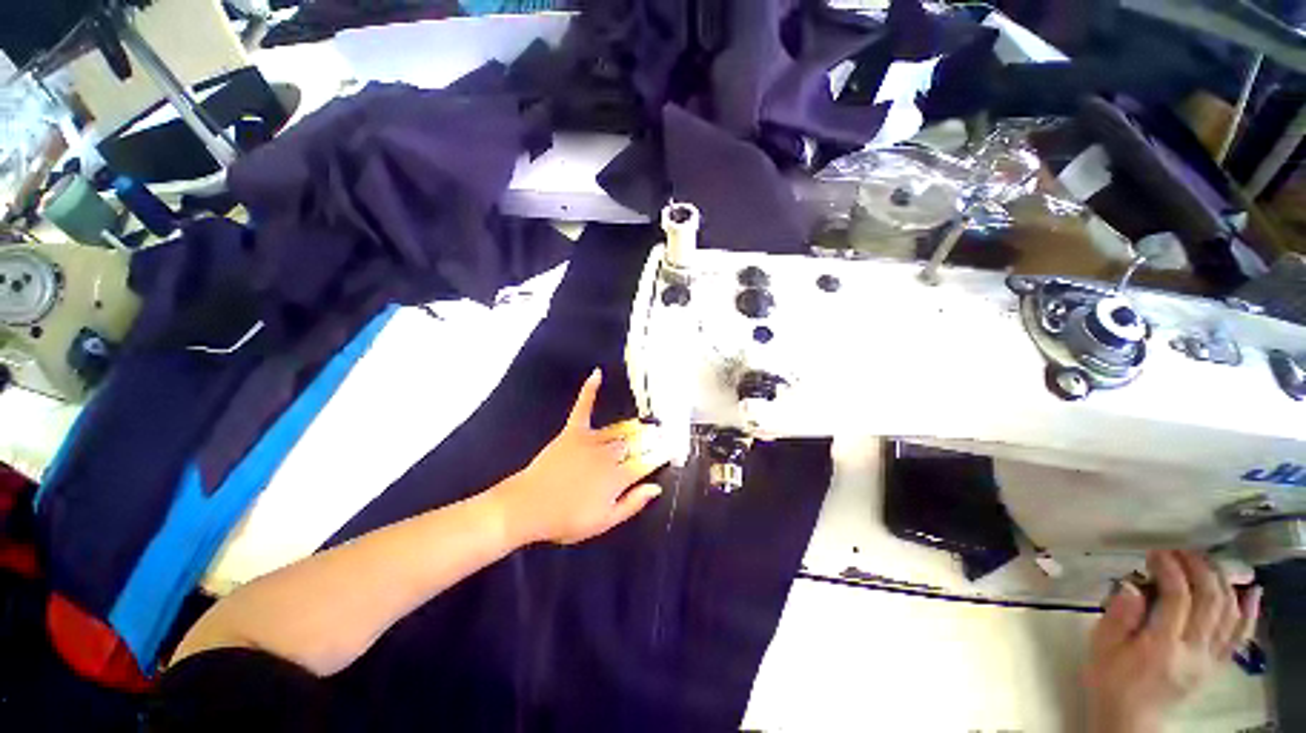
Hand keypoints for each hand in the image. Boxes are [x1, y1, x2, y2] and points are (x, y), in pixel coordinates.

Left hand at [493, 369, 669, 545]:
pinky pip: (583, 408)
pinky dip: (590, 391)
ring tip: (648, 423)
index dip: (660, 456)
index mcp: (616, 478)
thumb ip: (632, 504)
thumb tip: (656, 487)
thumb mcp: (604, 522)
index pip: (645, 464)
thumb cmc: (566, 520)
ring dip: (634, 427)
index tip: (671, 449)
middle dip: (650, 440)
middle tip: (662, 434)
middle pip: (634, 445)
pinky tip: (597, 374)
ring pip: (618, 430)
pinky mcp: (572, 432)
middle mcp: (607, 456)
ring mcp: (590, 441)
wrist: (527, 508)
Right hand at [1083, 550, 1261, 732]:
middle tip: (1181, 551)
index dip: (1171, 569)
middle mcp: (1193, 651)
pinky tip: (1250, 591)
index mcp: (1162, 647)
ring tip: (1206, 562)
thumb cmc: (1109, 678)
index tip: (1156, 553)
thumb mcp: (1101, 647)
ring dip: (1221, 581)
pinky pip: (1240, 635)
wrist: (1130, 718)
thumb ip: (1117, 616)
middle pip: (1210, 601)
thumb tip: (1131, 585)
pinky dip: (1248, 610)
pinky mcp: (1217, 664)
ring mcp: (1210, 659)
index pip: (1178, 598)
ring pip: (1229, 613)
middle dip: (1199, 568)